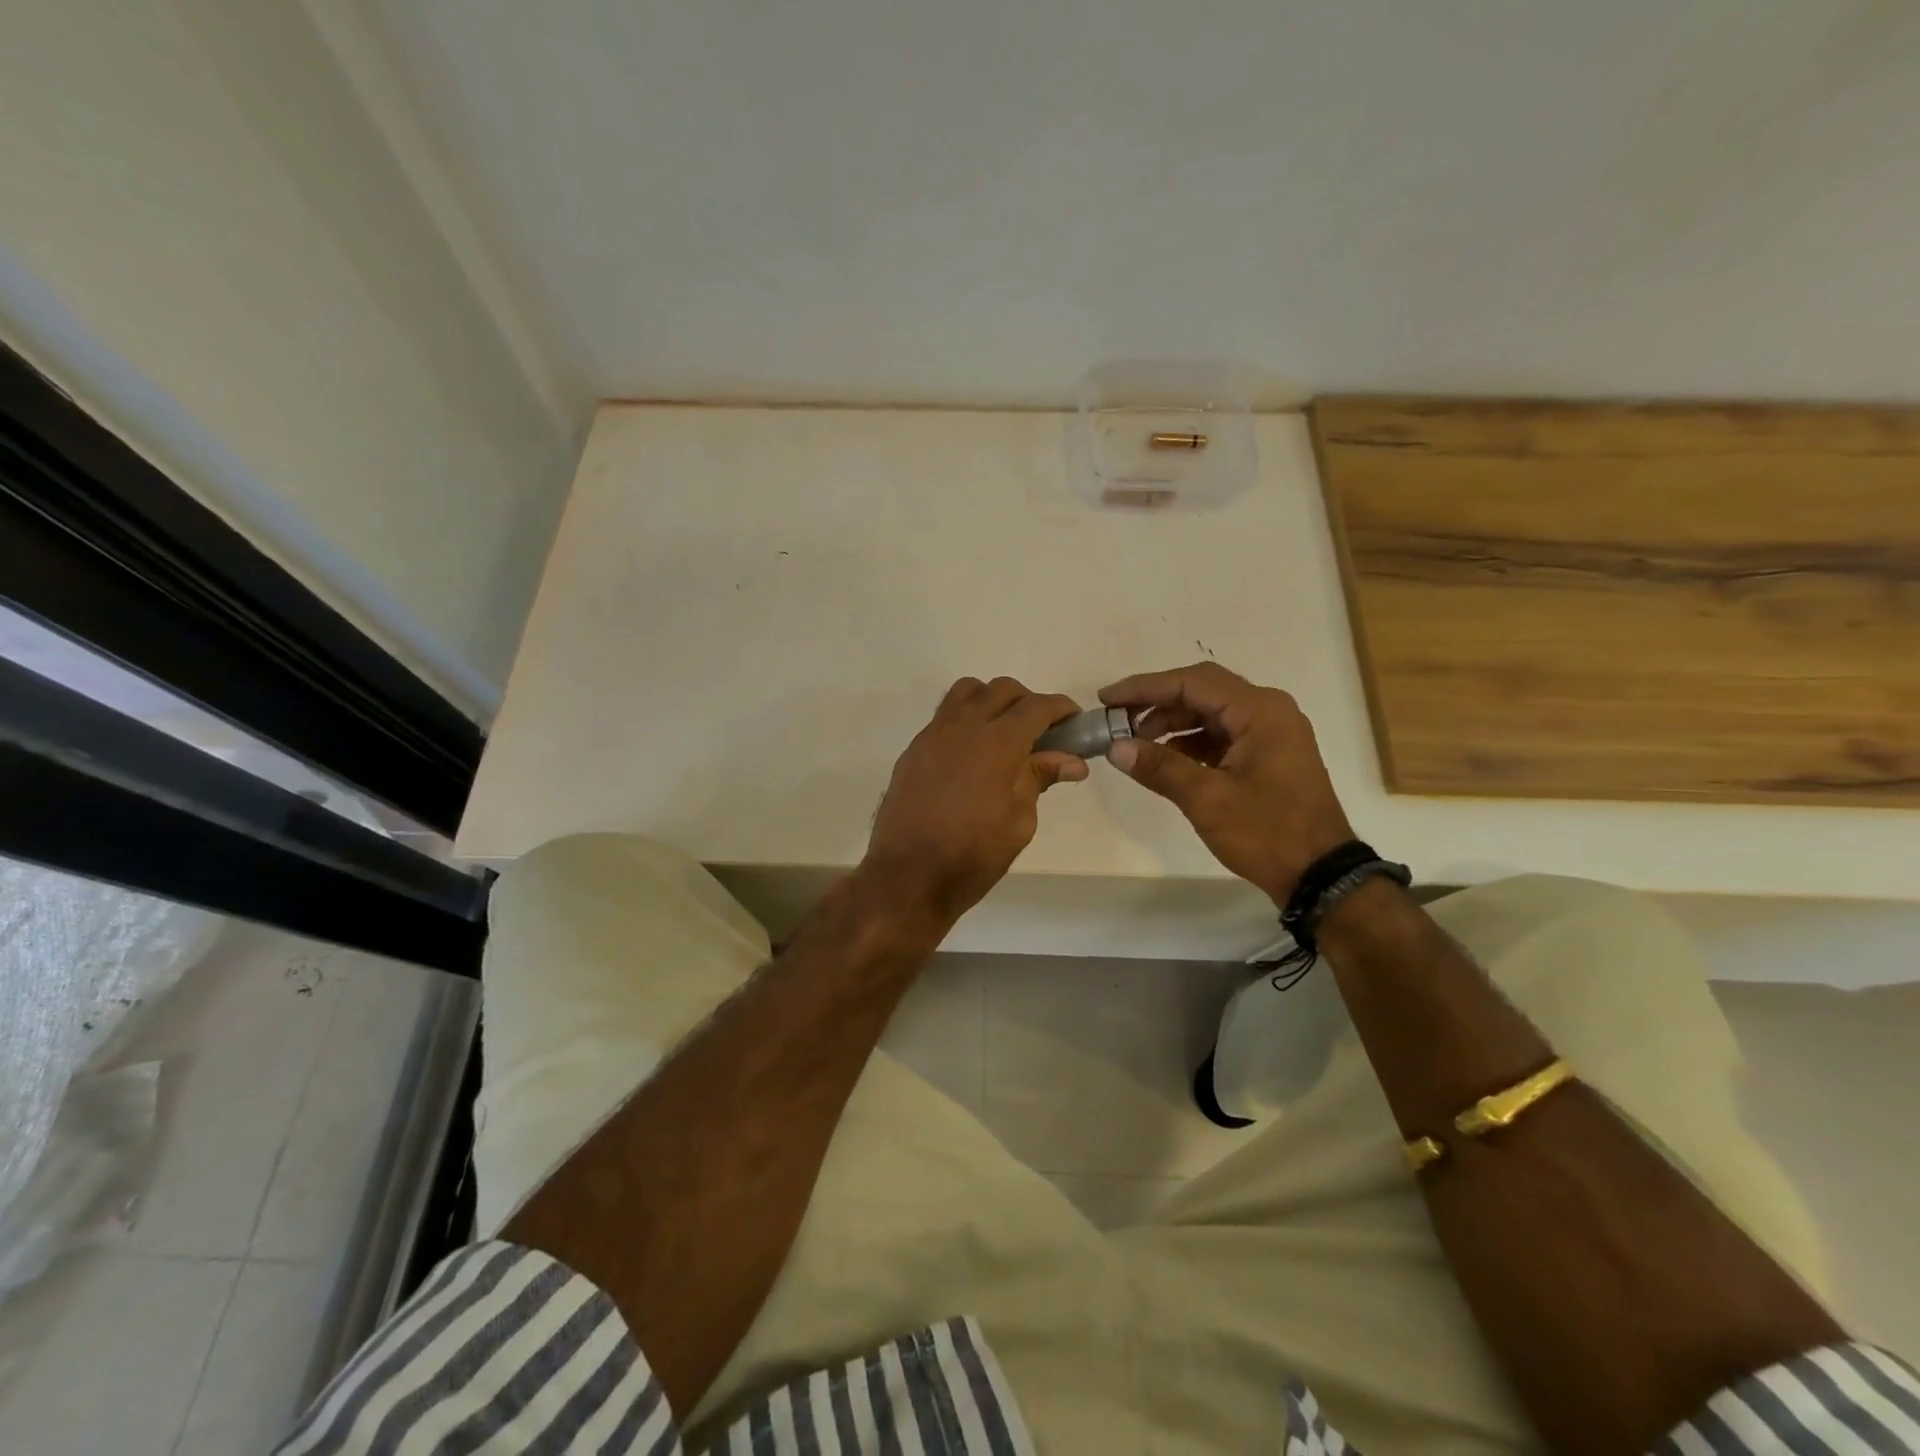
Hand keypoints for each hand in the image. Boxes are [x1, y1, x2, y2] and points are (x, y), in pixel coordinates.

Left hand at [863, 677, 1087, 925]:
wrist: (908, 876)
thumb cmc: (973, 856)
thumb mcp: (1019, 822)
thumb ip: (1039, 780)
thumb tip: (1072, 761)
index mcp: (998, 743)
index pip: (1037, 707)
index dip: (1061, 708)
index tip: (1074, 721)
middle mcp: (964, 727)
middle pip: (1002, 689)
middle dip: (1028, 702)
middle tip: (1040, 732)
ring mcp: (934, 734)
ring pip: (967, 692)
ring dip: (992, 701)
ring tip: (1002, 733)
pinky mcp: (914, 749)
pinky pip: (944, 716)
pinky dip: (965, 720)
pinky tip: (972, 754)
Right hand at [1098, 662, 1353, 905]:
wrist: (1320, 875)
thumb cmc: (1268, 833)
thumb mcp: (1207, 799)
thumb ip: (1160, 767)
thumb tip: (1116, 747)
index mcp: (1259, 711)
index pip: (1191, 682)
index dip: (1144, 687)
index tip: (1107, 698)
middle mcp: (1267, 711)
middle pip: (1201, 690)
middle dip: (1156, 702)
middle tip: (1117, 717)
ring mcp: (1270, 732)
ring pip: (1210, 712)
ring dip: (1171, 722)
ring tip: (1134, 742)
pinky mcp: (1267, 754)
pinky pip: (1220, 734)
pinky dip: (1189, 741)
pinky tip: (1163, 759)